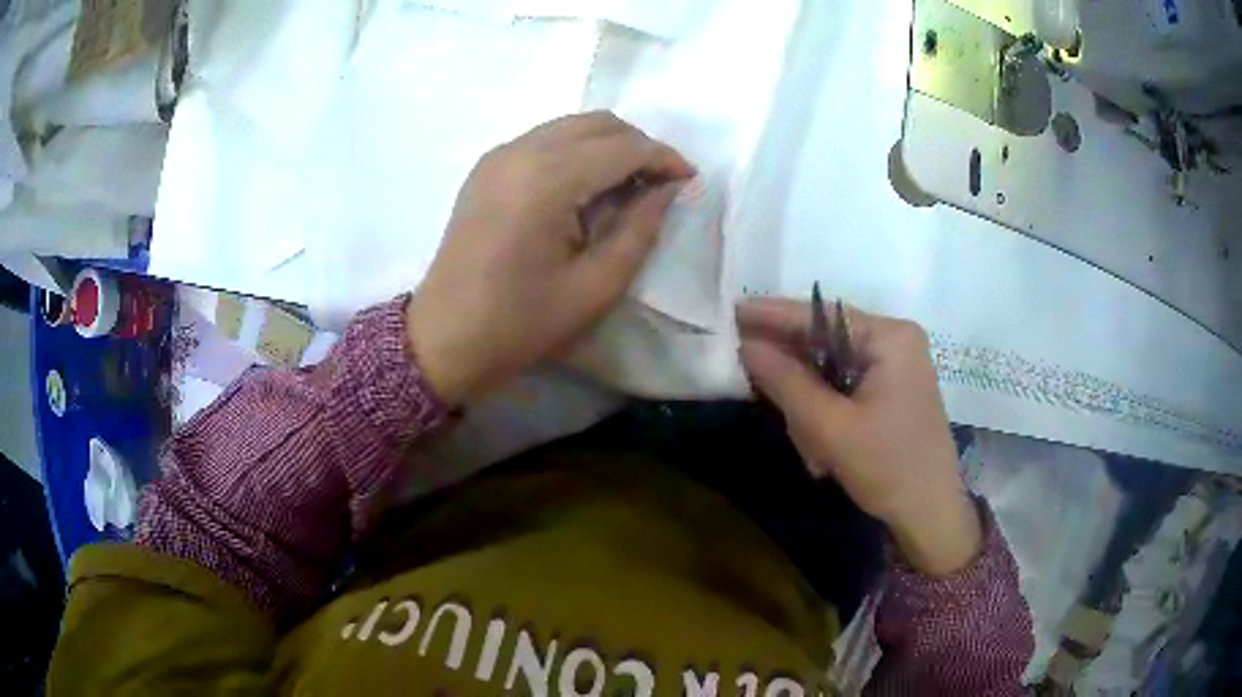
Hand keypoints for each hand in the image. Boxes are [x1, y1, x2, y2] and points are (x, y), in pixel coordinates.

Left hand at [406, 112, 693, 403]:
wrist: (445, 338)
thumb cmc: (521, 323)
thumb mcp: (596, 287)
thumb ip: (640, 228)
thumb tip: (668, 188)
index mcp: (547, 180)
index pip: (623, 147)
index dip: (664, 158)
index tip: (688, 181)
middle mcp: (521, 151)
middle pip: (598, 123)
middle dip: (638, 145)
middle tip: (659, 184)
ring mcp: (498, 156)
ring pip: (570, 126)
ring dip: (607, 145)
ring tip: (627, 186)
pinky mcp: (486, 167)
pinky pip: (544, 139)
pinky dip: (575, 151)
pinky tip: (584, 187)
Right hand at [736, 297, 981, 575]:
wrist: (930, 514)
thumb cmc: (888, 467)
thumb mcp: (831, 428)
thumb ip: (786, 382)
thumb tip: (746, 346)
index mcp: (889, 337)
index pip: (820, 315)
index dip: (773, 315)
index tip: (730, 311)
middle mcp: (895, 342)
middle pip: (825, 343)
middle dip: (796, 378)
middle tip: (759, 396)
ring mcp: (896, 367)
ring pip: (831, 371)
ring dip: (811, 407)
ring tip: (814, 451)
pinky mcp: (892, 391)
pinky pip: (845, 389)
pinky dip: (827, 414)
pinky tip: (823, 451)